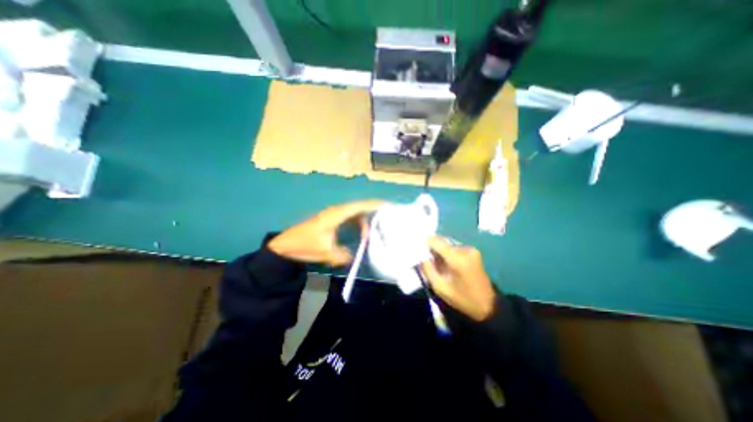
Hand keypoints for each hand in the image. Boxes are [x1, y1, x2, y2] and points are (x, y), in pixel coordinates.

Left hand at [268, 200, 383, 266]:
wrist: (285, 245)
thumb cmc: (304, 245)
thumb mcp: (326, 253)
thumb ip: (343, 255)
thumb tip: (354, 256)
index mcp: (337, 214)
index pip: (360, 206)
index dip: (374, 205)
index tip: (388, 206)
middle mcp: (337, 211)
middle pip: (359, 208)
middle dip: (372, 214)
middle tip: (385, 223)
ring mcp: (333, 215)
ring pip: (354, 213)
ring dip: (364, 221)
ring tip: (373, 232)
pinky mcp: (331, 220)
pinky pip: (349, 218)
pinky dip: (357, 223)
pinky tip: (361, 233)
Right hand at [421, 236, 498, 321]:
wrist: (488, 305)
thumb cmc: (463, 299)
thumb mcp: (440, 288)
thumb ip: (428, 269)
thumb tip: (421, 256)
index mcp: (457, 258)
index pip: (436, 241)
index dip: (425, 242)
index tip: (418, 248)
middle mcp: (465, 249)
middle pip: (442, 242)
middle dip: (433, 249)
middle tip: (427, 260)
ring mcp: (471, 249)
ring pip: (448, 245)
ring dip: (441, 252)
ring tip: (438, 265)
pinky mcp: (474, 252)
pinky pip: (455, 248)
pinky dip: (448, 254)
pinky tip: (447, 265)